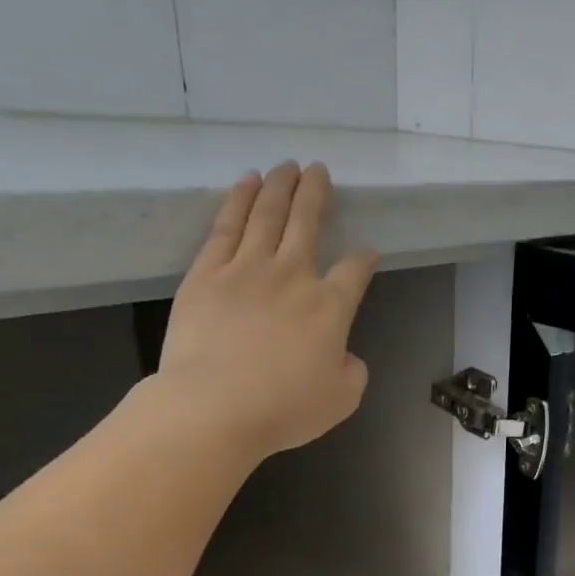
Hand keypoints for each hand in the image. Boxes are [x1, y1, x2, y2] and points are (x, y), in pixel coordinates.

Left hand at [153, 161, 378, 458]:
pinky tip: (246, 184)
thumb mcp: (342, 398)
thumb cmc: (286, 409)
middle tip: (319, 170)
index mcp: (330, 307)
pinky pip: (225, 227)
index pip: (354, 271)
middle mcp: (292, 276)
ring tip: (285, 166)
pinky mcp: (206, 274)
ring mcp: (246, 269)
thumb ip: (351, 370)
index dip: (364, 260)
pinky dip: (238, 200)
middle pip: (307, 223)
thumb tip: (343, 354)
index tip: (368, 253)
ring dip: (279, 187)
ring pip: (266, 214)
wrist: (215, 407)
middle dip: (316, 194)